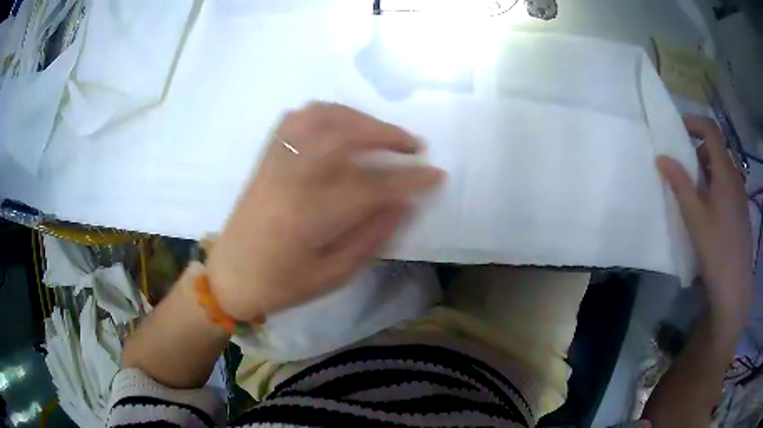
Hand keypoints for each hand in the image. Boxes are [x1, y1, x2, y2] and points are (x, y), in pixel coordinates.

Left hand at [207, 103, 443, 320]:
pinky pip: (297, 118)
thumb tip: (403, 203)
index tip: (437, 175)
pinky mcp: (267, 156)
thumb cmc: (281, 284)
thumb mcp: (333, 275)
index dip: (410, 179)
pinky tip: (342, 125)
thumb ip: (371, 236)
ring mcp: (276, 161)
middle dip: (388, 135)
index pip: (372, 185)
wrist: (229, 275)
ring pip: (322, 117)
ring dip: (359, 118)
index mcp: (309, 214)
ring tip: (382, 132)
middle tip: (415, 146)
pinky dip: (327, 113)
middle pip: (346, 136)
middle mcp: (292, 177)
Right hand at [656, 117, 752, 319]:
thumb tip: (661, 157)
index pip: (711, 129)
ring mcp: (740, 193)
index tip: (677, 132)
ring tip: (695, 192)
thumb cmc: (716, 250)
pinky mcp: (741, 209)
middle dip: (698, 149)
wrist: (735, 287)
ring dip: (707, 169)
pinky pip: (728, 184)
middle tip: (684, 168)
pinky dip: (716, 185)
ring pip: (722, 167)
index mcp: (724, 172)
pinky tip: (709, 210)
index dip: (694, 123)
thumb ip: (679, 184)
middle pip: (717, 147)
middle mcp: (735, 176)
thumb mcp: (695, 217)